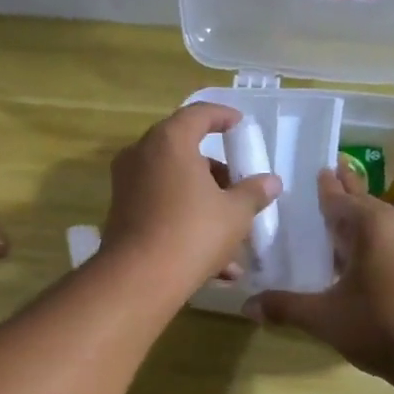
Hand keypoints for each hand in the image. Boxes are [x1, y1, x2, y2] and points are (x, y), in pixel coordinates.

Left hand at [100, 103, 279, 297]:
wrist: (140, 279)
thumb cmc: (193, 233)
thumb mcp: (235, 214)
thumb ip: (253, 193)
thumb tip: (271, 182)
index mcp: (169, 141)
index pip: (198, 114)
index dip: (222, 116)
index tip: (239, 125)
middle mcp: (141, 156)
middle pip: (184, 152)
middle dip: (216, 173)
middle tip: (238, 188)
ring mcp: (127, 187)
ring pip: (174, 187)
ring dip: (205, 207)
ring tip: (235, 238)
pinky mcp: (122, 217)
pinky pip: (162, 211)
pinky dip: (186, 226)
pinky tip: (218, 266)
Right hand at [250, 165, 393, 379]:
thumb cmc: (380, 327)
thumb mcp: (324, 318)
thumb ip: (285, 307)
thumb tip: (247, 306)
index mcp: (372, 225)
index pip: (339, 198)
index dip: (323, 187)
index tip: (314, 169)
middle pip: (363, 202)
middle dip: (344, 191)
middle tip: (328, 173)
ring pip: (380, 221)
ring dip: (359, 218)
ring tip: (338, 217)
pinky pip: (393, 238)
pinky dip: (373, 237)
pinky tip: (361, 253)